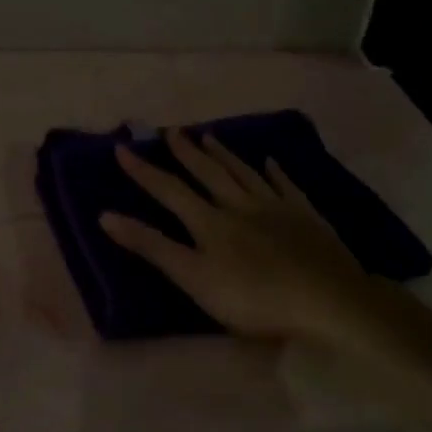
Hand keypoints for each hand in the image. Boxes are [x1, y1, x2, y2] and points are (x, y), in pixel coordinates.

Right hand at [100, 128, 380, 344]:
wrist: (326, 300)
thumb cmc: (253, 298)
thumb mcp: (193, 278)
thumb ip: (152, 247)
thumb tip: (105, 216)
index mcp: (210, 222)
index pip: (169, 191)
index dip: (144, 171)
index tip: (123, 148)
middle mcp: (240, 205)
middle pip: (209, 173)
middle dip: (187, 153)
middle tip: (172, 131)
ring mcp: (276, 208)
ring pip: (245, 173)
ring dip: (224, 154)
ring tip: (209, 135)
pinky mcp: (306, 217)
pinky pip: (286, 185)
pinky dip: (275, 171)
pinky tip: (271, 161)